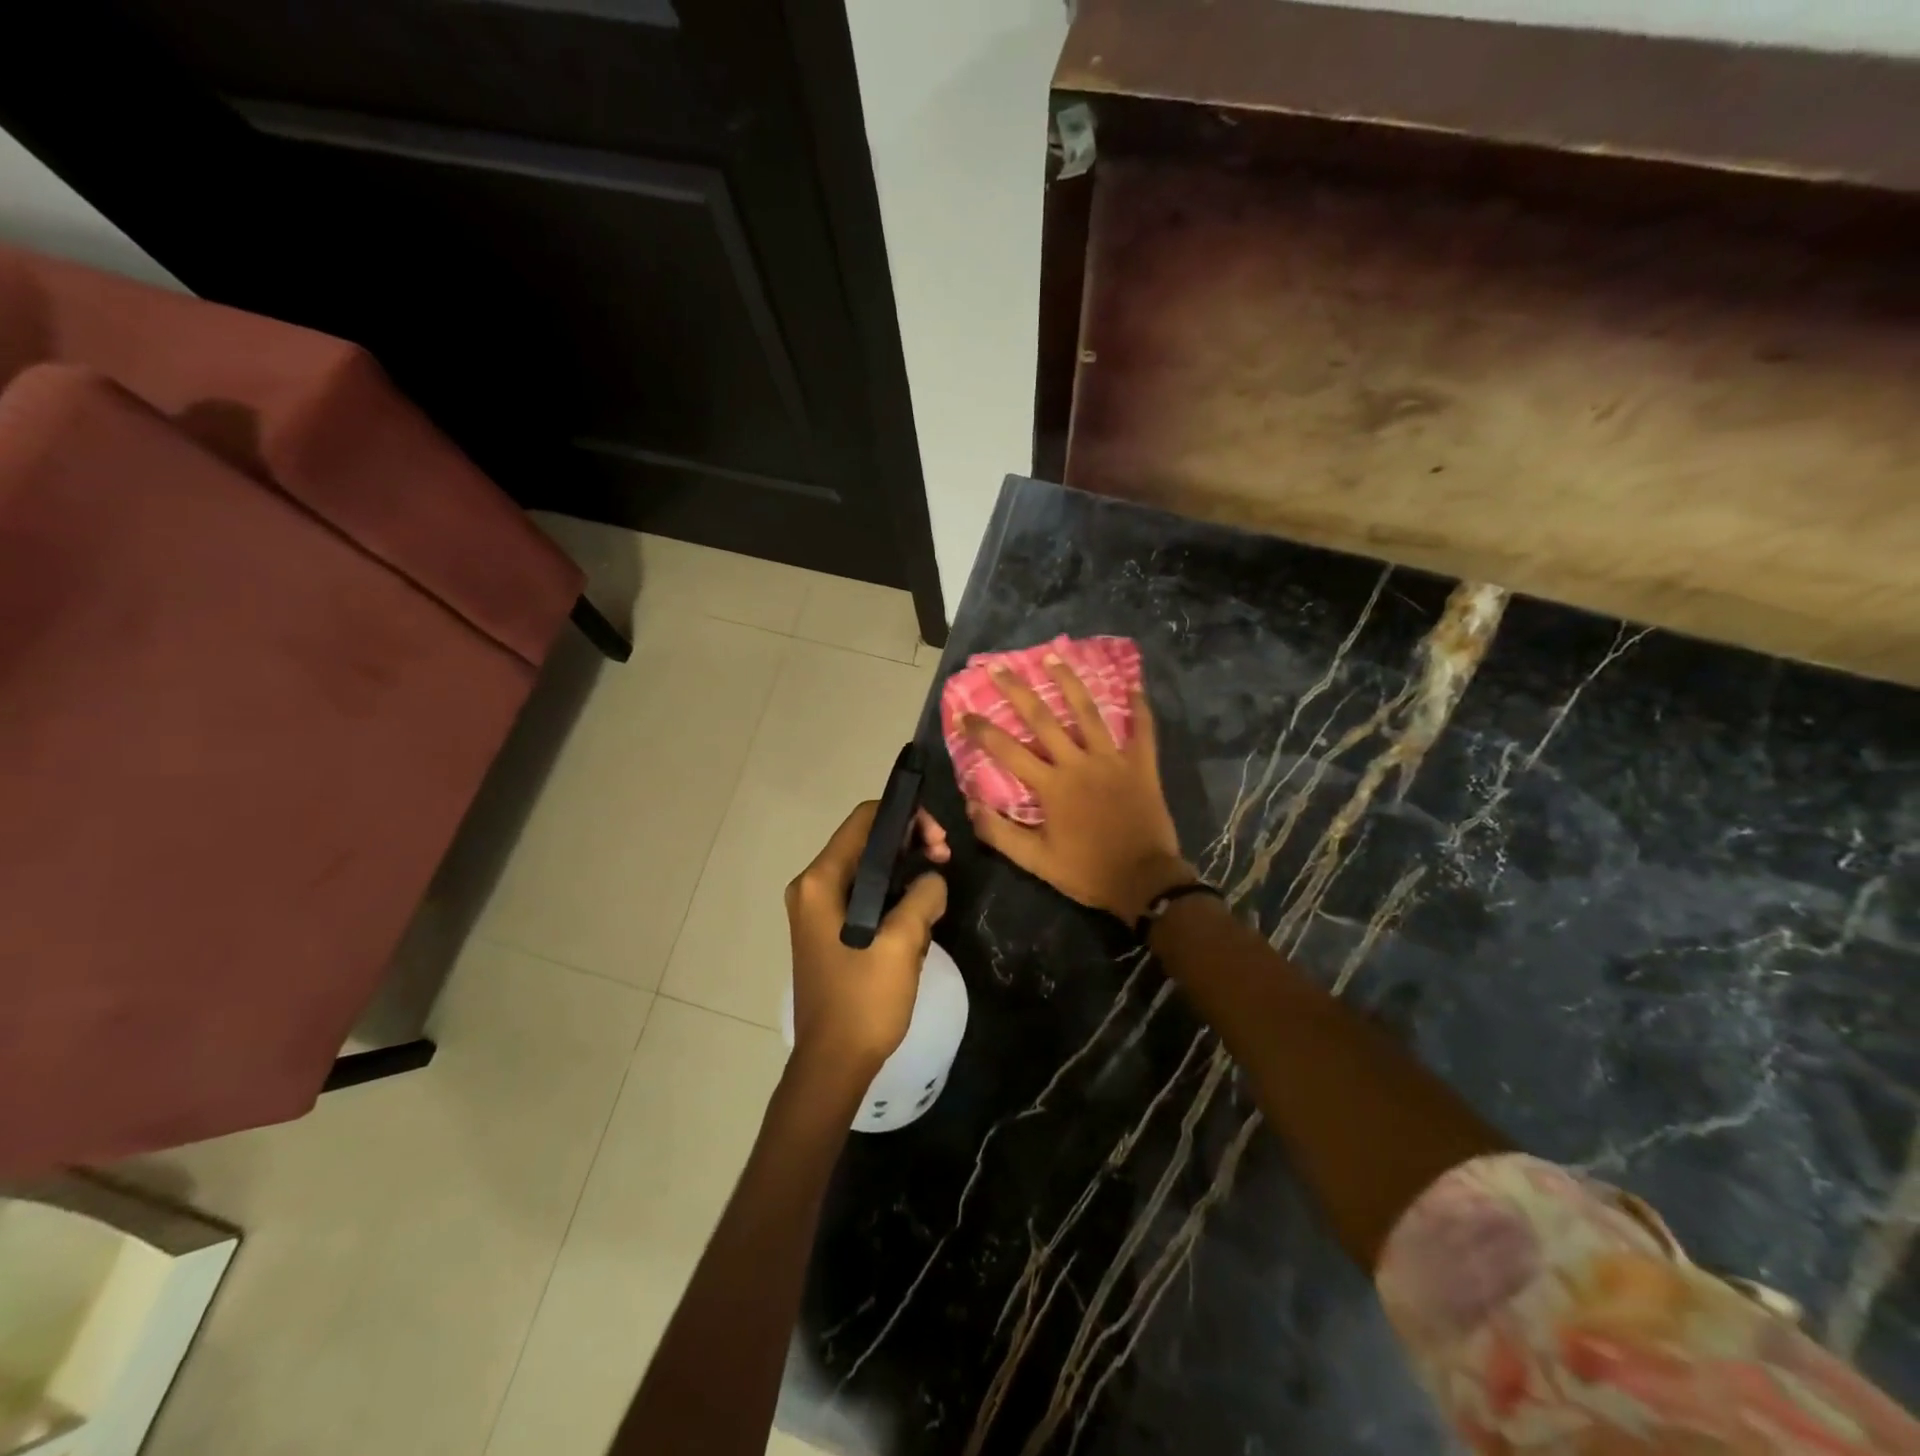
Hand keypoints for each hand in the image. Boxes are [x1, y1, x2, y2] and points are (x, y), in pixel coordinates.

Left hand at [785, 802, 949, 1076]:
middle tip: (945, 861)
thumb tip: (933, 878)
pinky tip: (919, 919)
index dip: (905, 817)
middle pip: (867, 842)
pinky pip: (865, 896)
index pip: (864, 820)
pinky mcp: (829, 930)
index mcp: (821, 881)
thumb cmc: (863, 1001)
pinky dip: (893, 897)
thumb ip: (922, 896)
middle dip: (910, 845)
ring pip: (869, 870)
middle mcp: (812, 887)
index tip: (939, 839)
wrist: (833, 1064)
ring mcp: (818, 910)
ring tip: (936, 895)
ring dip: (906, 873)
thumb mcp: (902, 943)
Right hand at [962, 654, 1192, 923]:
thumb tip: (971, 806)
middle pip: (1044, 719)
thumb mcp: (1036, 861)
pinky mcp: (1141, 766)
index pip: (1008, 750)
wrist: (1144, 881)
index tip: (963, 713)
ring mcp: (1112, 760)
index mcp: (1052, 786)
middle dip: (1018, 691)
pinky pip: (1143, 731)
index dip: (983, 730)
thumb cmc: (1087, 872)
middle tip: (1000, 667)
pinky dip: (1140, 708)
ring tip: (1054, 657)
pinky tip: (1135, 685)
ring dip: (1069, 683)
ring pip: (1088, 712)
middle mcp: (1079, 763)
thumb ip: (1000, 834)